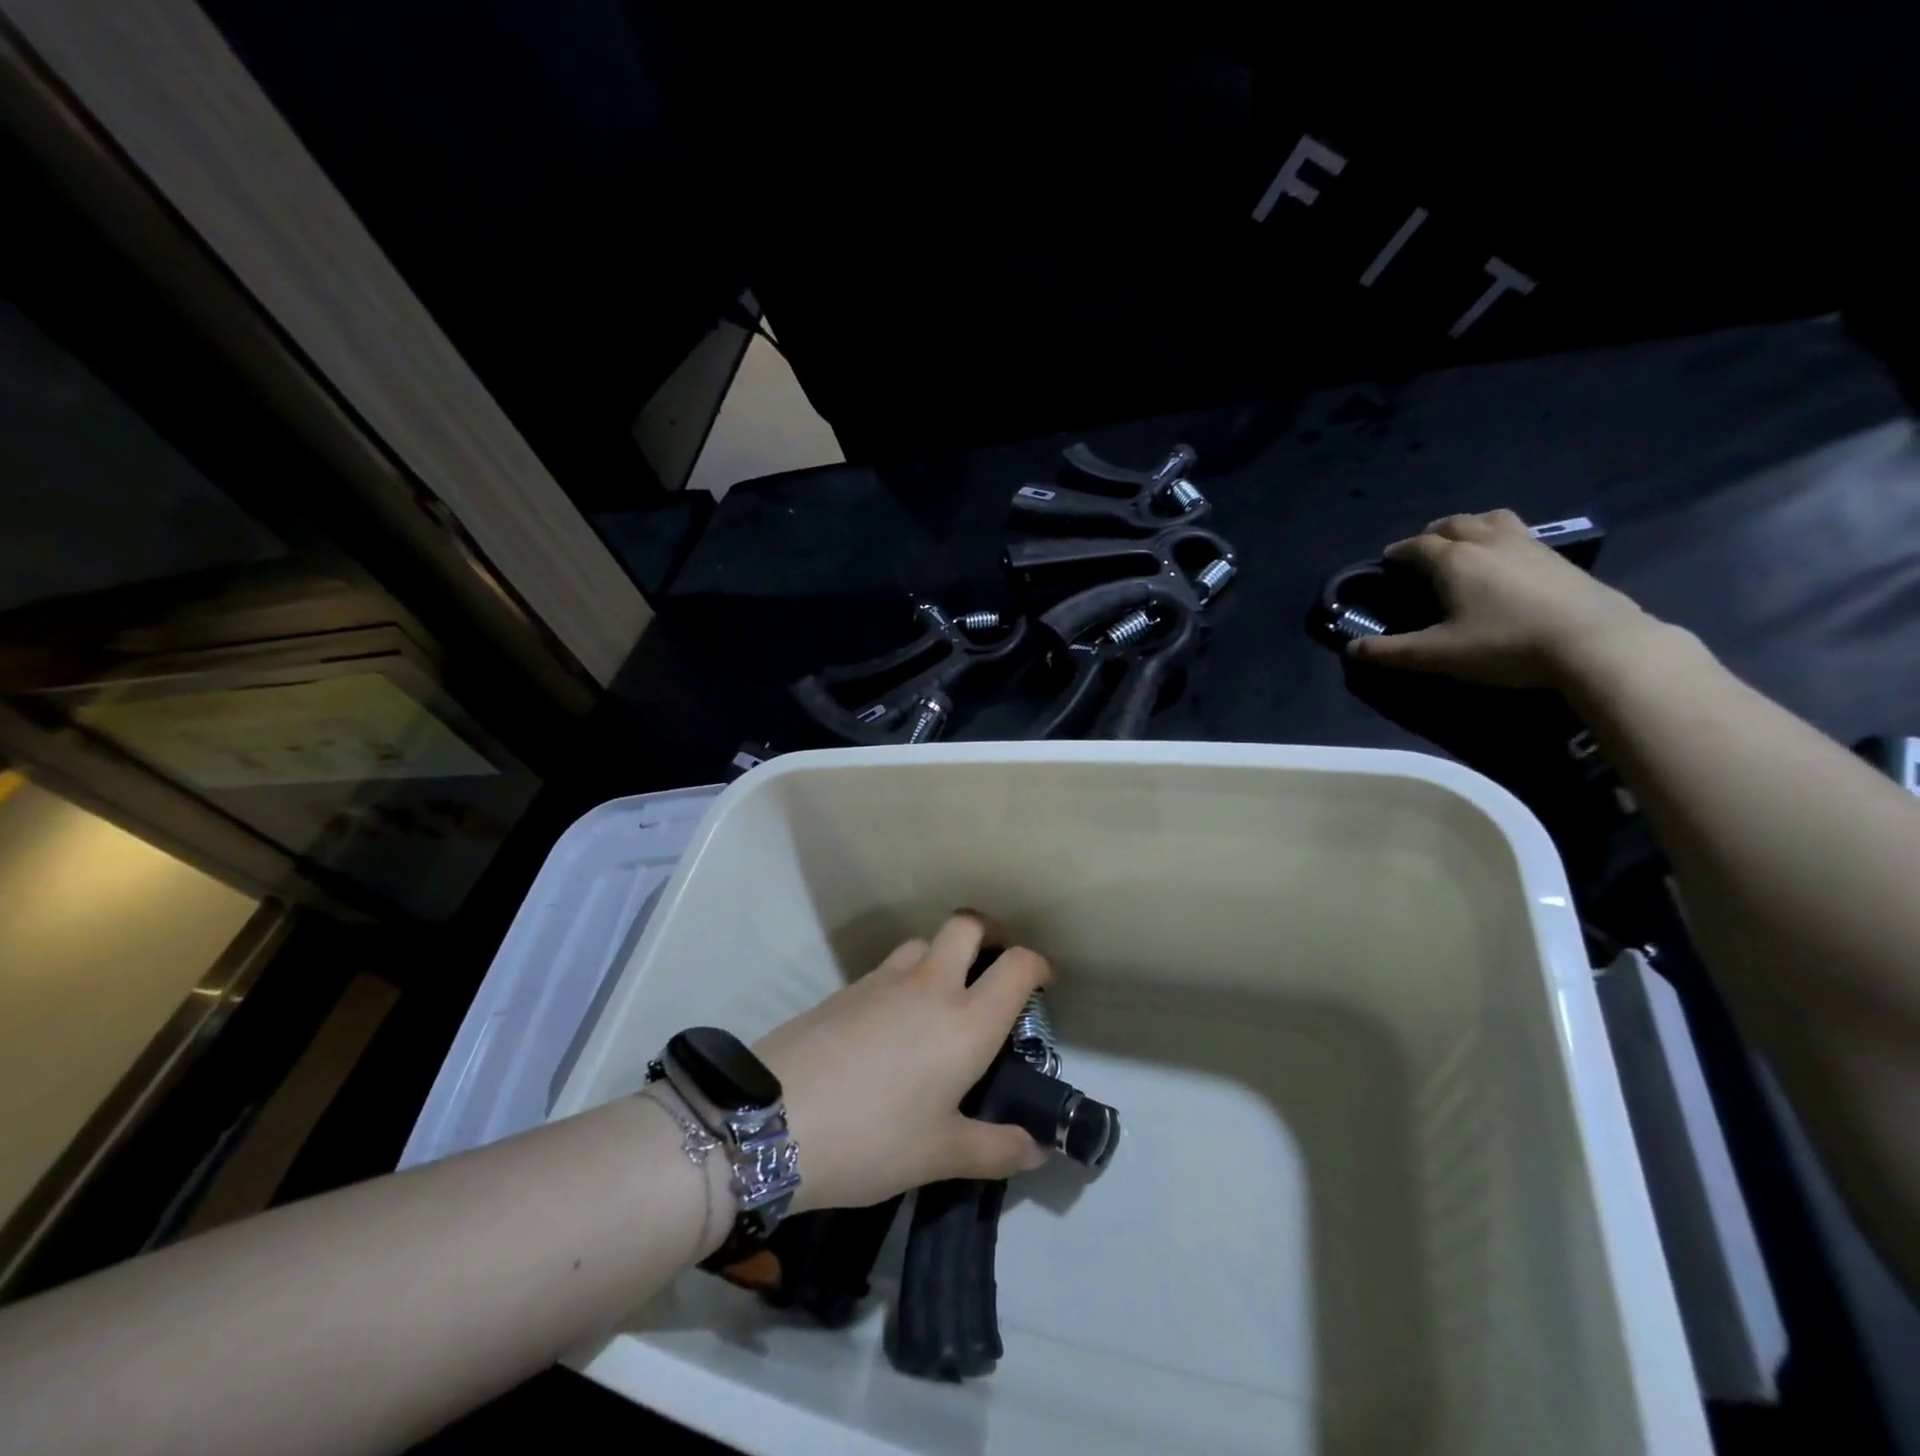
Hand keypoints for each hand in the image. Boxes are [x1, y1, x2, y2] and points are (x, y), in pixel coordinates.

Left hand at [755, 912, 1051, 1212]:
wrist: (772, 1120)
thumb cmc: (872, 1139)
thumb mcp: (938, 1155)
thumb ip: (994, 1150)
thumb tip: (1036, 1151)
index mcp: (966, 1022)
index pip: (1017, 966)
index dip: (1037, 964)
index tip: (1044, 980)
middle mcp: (931, 985)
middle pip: (967, 925)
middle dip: (988, 934)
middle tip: (991, 967)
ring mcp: (884, 979)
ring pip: (924, 941)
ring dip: (941, 954)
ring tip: (940, 997)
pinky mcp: (847, 987)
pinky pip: (889, 966)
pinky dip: (905, 976)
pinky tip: (892, 1020)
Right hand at [1347, 509, 1662, 687]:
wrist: (1594, 643)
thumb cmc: (1504, 645)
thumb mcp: (1437, 655)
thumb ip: (1390, 652)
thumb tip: (1350, 650)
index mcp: (1452, 560)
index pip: (1415, 546)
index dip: (1397, 553)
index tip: (1386, 564)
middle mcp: (1487, 542)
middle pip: (1453, 524)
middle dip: (1431, 535)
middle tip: (1422, 554)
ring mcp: (1528, 545)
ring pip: (1491, 520)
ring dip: (1469, 527)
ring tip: (1464, 547)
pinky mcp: (1559, 557)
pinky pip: (1519, 534)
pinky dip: (1500, 540)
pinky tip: (1504, 564)